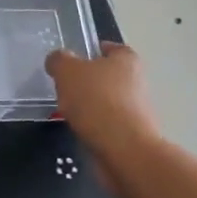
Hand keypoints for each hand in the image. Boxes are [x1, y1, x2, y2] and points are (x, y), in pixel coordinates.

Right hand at [45, 42, 162, 154]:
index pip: (109, 48)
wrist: (124, 149)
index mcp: (127, 59)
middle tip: (64, 86)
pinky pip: (108, 123)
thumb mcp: (67, 71)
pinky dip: (95, 125)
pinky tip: (81, 130)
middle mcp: (138, 81)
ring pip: (107, 100)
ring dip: (91, 105)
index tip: (71, 61)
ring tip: (68, 111)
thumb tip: (57, 60)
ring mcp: (138, 109)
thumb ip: (59, 60)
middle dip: (88, 81)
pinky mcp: (133, 134)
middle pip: (108, 75)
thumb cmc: (96, 100)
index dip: (90, 51)